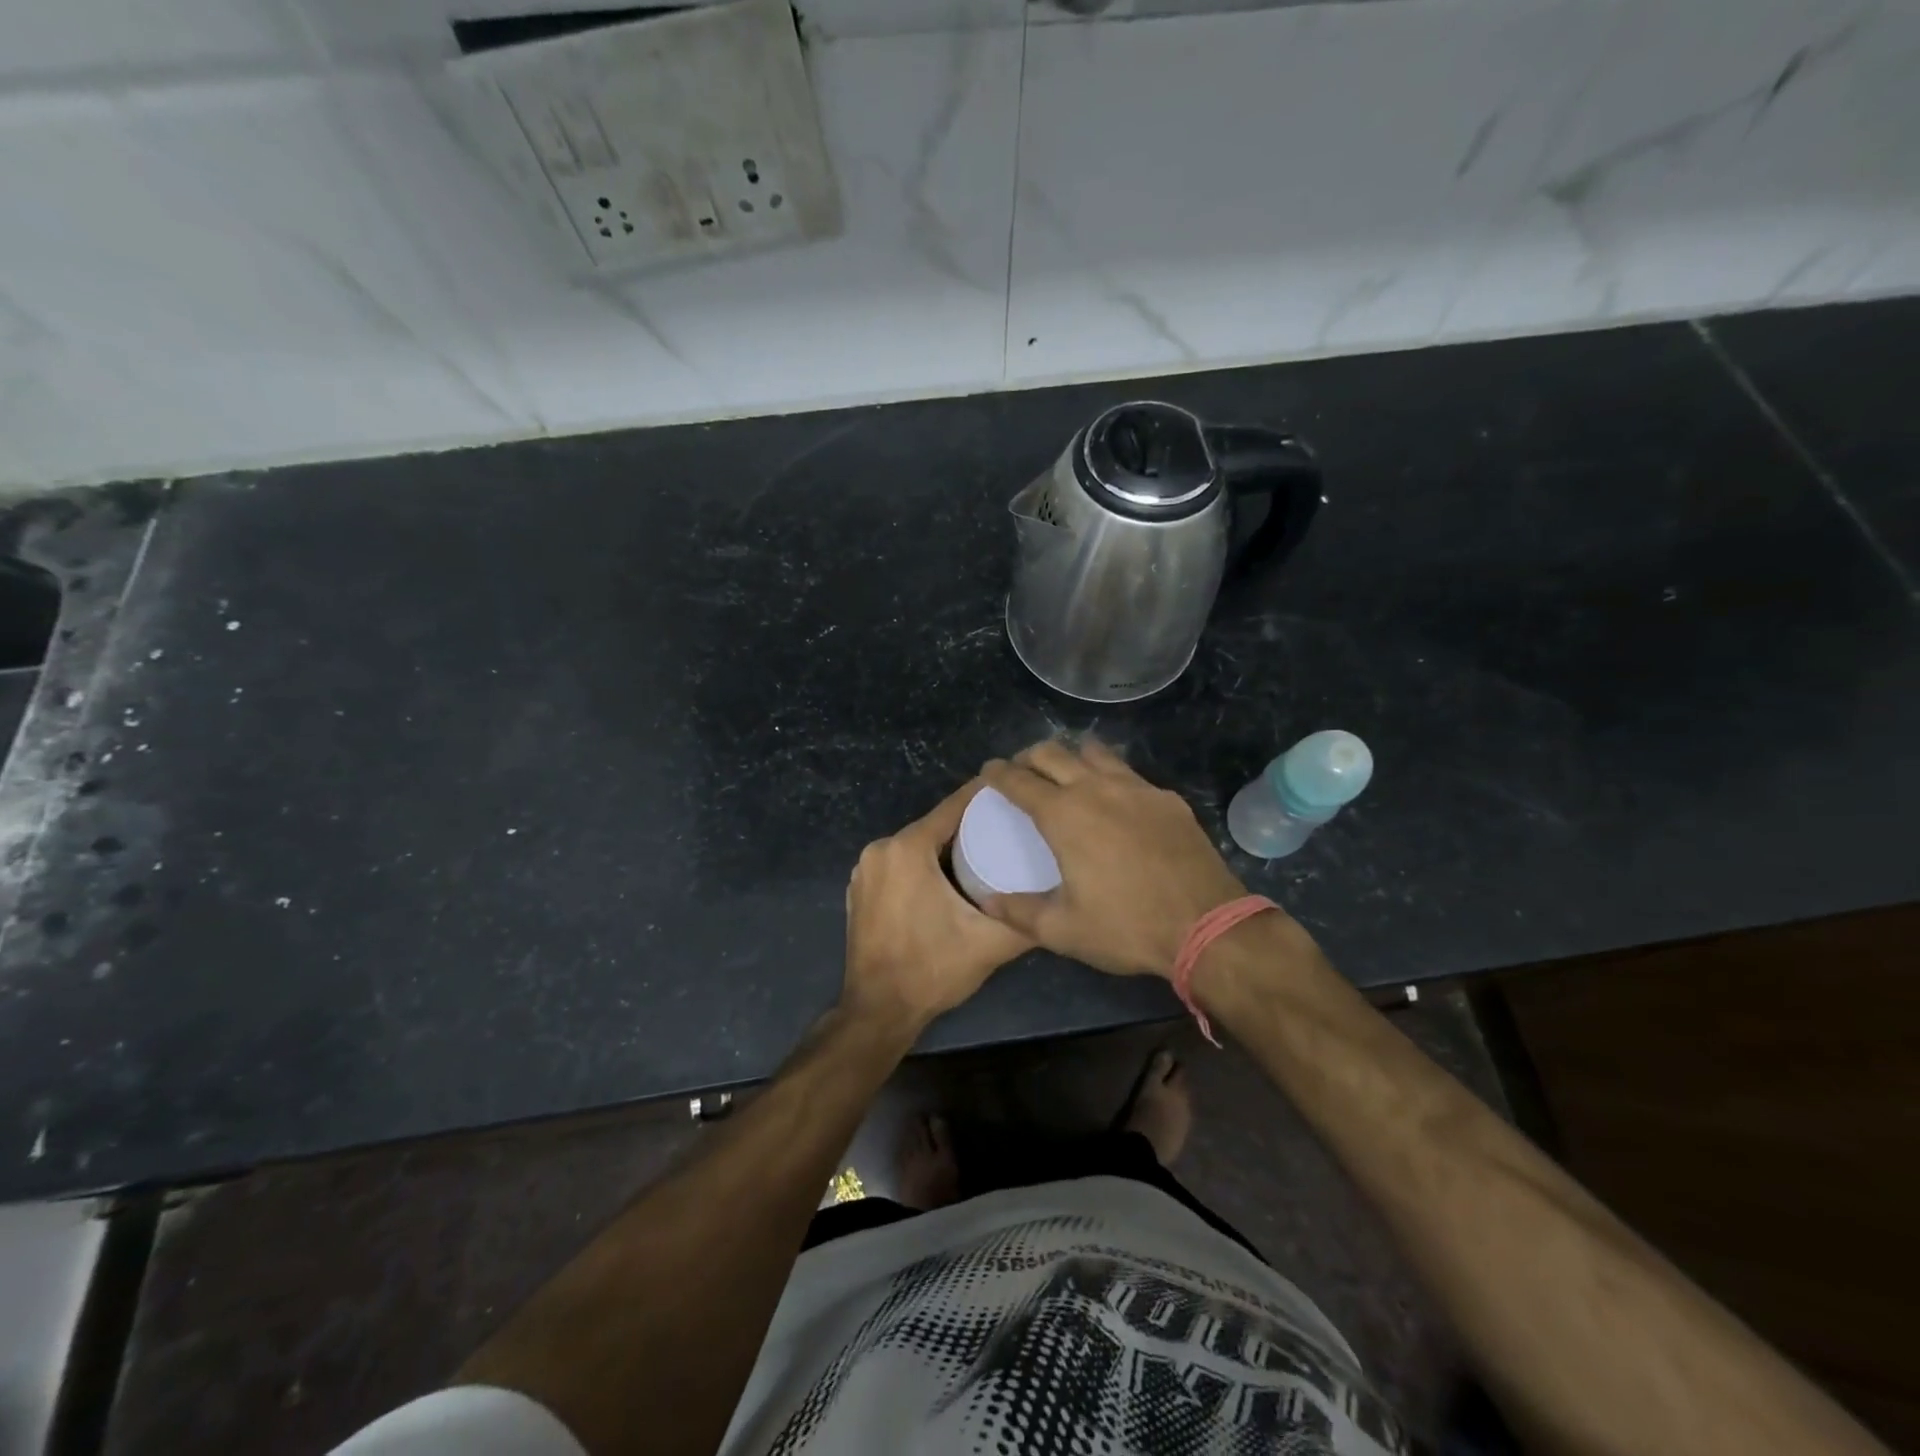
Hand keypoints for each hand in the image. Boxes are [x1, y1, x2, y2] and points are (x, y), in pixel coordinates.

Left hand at [841, 779, 1033, 1033]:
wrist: (878, 1010)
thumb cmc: (932, 969)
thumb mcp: (989, 943)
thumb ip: (1027, 919)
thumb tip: (1061, 902)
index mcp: (907, 849)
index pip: (954, 806)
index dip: (985, 795)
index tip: (1014, 788)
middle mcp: (881, 849)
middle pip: (934, 825)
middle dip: (969, 825)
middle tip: (1008, 828)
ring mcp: (865, 869)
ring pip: (916, 845)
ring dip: (946, 846)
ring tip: (986, 851)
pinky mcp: (860, 889)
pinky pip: (899, 864)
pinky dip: (922, 865)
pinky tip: (949, 878)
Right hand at [979, 739, 1252, 978]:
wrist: (1206, 925)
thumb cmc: (1126, 927)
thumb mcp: (1062, 930)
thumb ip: (1018, 912)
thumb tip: (988, 902)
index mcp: (1063, 815)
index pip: (1019, 780)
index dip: (998, 773)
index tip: (989, 772)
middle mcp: (1096, 789)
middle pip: (1053, 753)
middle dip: (1030, 757)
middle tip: (1022, 772)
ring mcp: (1137, 789)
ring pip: (1095, 753)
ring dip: (1072, 758)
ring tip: (1067, 776)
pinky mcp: (1167, 798)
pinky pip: (1130, 774)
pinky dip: (1110, 777)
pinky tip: (1116, 802)